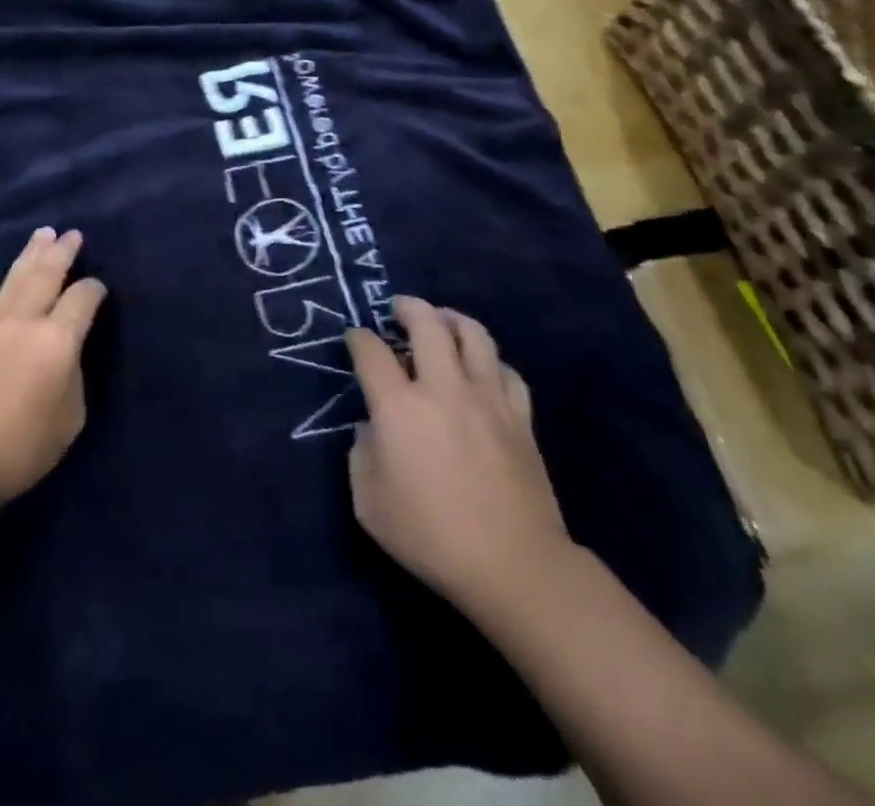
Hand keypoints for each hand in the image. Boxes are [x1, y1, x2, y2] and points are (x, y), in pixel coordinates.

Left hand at [0, 228, 106, 508]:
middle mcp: (25, 321)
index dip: (95, 290)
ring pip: (14, 278)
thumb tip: (64, 354)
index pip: (83, 299)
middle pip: (47, 275)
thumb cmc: (23, 447)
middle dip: (63, 252)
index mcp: (58, 340)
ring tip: (42, 233)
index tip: (99, 290)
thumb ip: (73, 375)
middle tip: (73, 234)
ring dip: (30, 253)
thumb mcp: (71, 417)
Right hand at [346, 296, 572, 625]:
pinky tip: (481, 369)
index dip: (358, 338)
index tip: (355, 338)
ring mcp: (487, 399)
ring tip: (441, 322)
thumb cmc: (431, 537)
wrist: (514, 566)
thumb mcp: (369, 504)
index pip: (371, 352)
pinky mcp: (520, 417)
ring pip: (473, 335)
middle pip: (427, 324)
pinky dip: (489, 361)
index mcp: (399, 408)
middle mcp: (443, 389)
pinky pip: (506, 371)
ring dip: (451, 319)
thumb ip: (361, 455)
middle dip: (408, 307)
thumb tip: (371, 429)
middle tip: (398, 308)